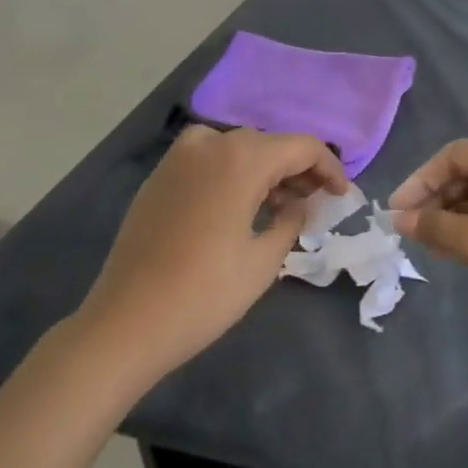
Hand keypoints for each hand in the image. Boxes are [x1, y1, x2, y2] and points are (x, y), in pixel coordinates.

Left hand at [77, 125, 347, 379]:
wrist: (124, 323)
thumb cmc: (204, 293)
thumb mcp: (264, 260)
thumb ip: (291, 219)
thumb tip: (298, 203)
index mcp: (241, 158)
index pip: (302, 146)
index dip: (329, 167)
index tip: (342, 195)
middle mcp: (210, 144)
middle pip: (269, 144)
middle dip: (297, 168)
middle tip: (315, 201)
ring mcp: (179, 158)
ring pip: (238, 149)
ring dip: (265, 170)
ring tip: (281, 205)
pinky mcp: (159, 177)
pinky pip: (209, 160)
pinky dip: (233, 173)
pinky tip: (241, 206)